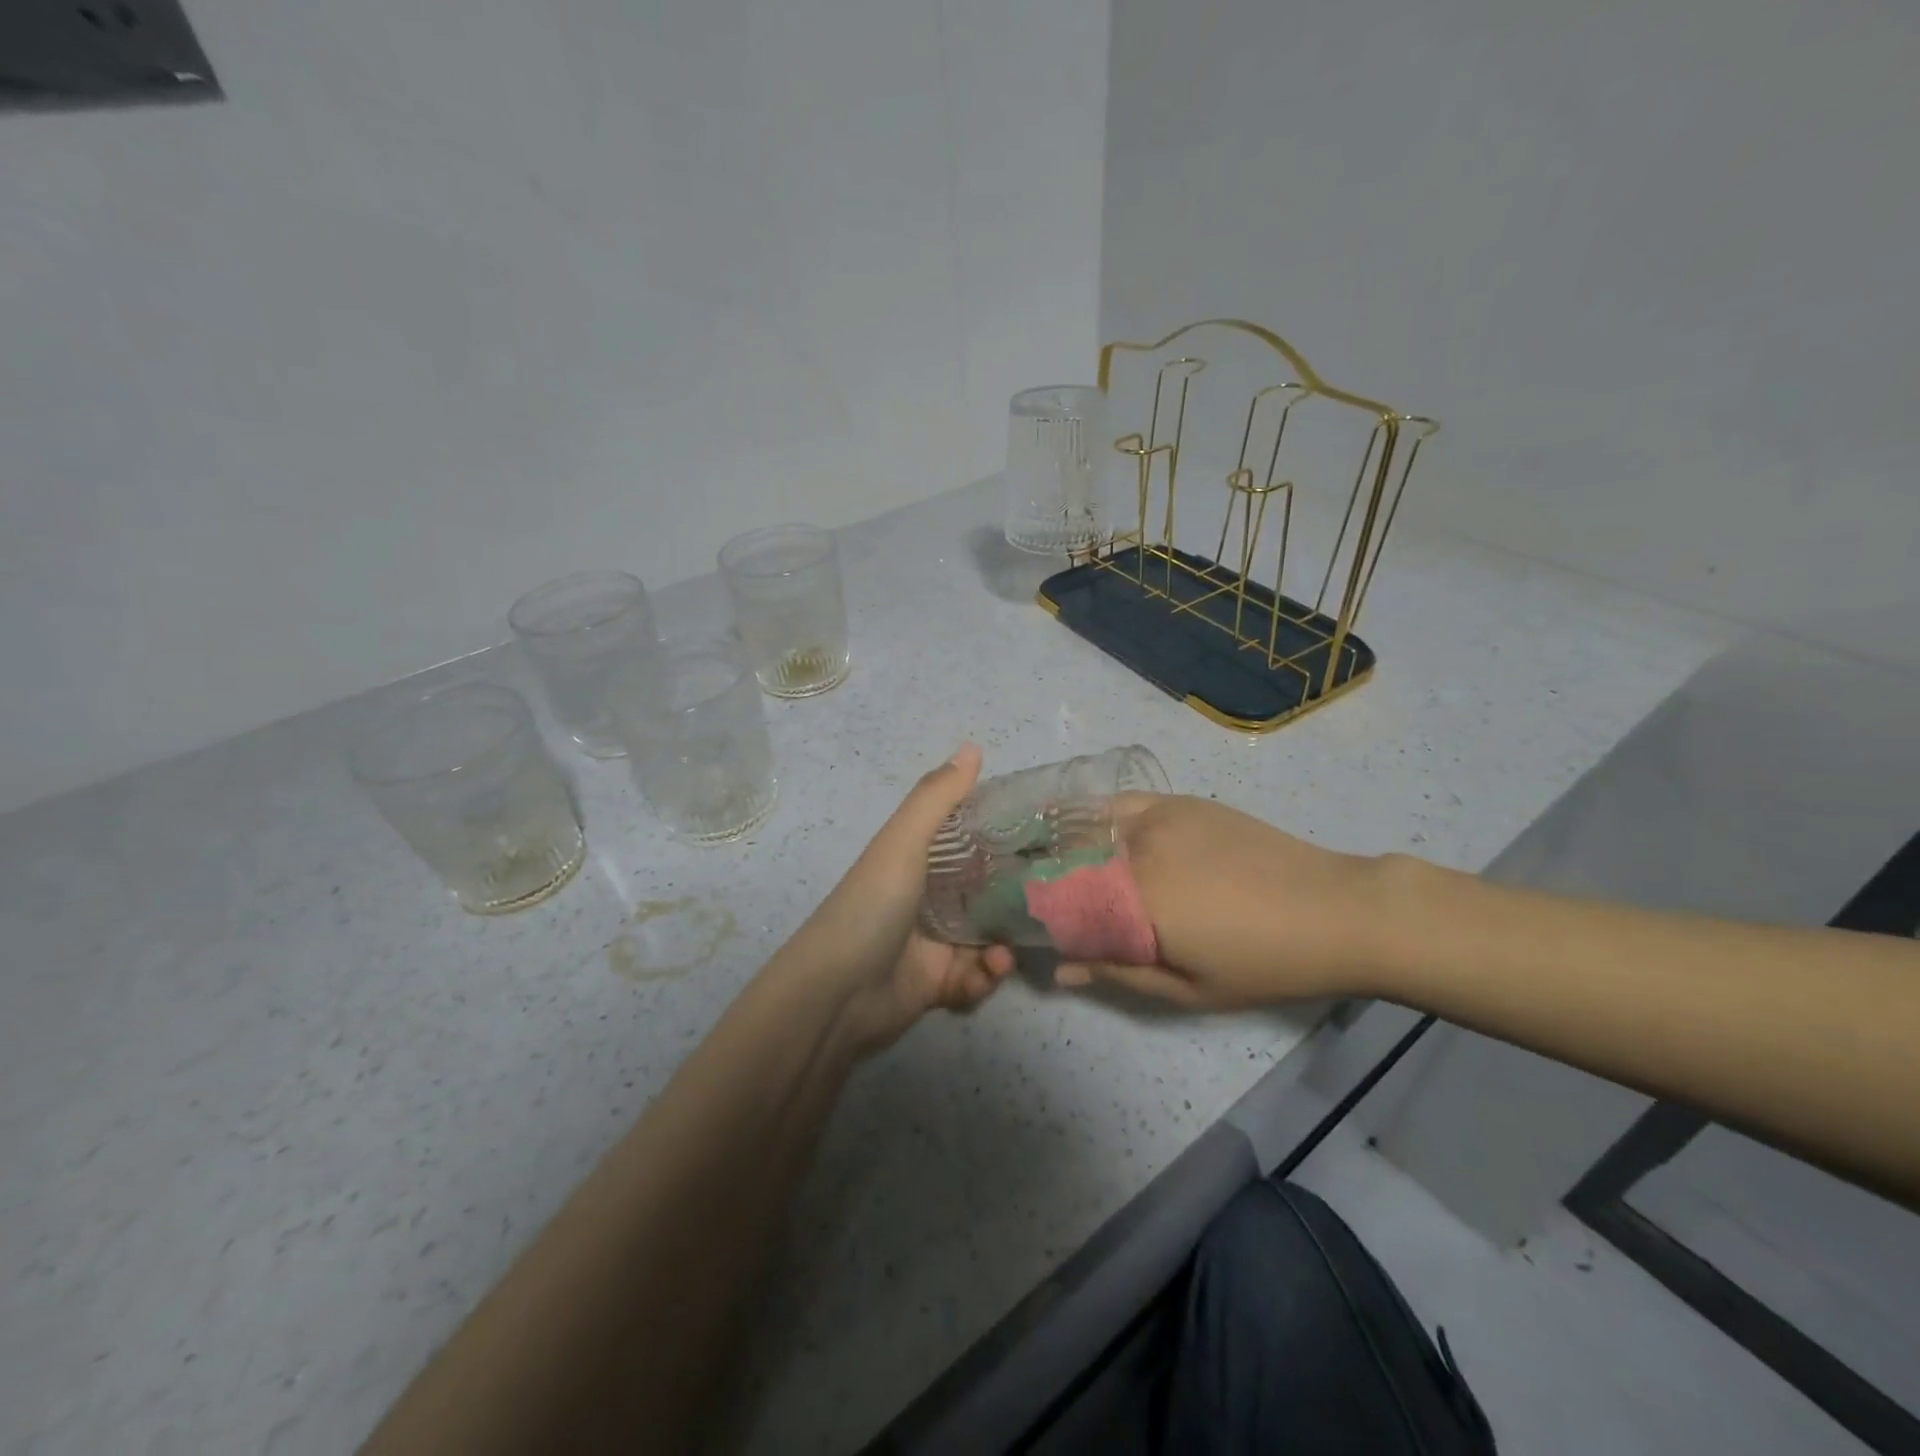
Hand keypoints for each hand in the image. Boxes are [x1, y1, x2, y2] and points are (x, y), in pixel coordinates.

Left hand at [777, 744, 1015, 1055]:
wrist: (836, 995)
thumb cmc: (872, 907)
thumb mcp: (902, 844)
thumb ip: (937, 798)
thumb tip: (973, 746)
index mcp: (914, 861)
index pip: (963, 842)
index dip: (997, 837)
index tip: (1039, 836)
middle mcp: (924, 899)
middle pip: (980, 893)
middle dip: (1012, 899)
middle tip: (1046, 902)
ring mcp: (930, 943)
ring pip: (985, 939)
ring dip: (1002, 946)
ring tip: (1005, 954)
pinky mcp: (935, 984)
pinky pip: (974, 978)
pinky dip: (985, 977)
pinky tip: (988, 974)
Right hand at [1055, 794, 1388, 1008]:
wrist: (1336, 909)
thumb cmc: (1264, 963)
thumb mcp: (1188, 987)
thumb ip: (1117, 972)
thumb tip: (1059, 970)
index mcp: (1136, 896)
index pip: (1060, 898)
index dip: (1038, 911)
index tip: (1032, 926)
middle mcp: (1136, 847)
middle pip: (1067, 857)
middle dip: (1046, 876)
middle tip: (1044, 898)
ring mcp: (1159, 816)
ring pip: (1089, 824)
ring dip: (1066, 843)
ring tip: (1060, 863)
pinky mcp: (1180, 801)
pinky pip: (1122, 803)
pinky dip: (1098, 815)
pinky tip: (1096, 830)